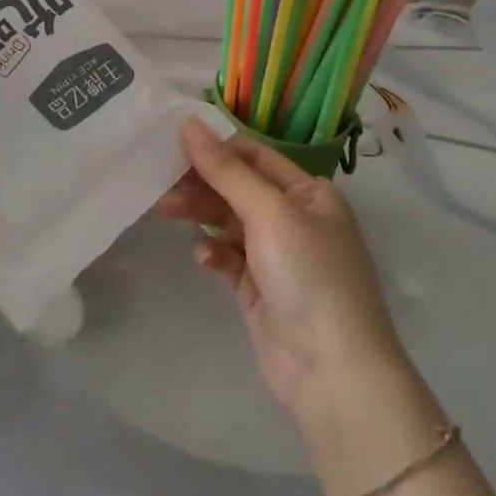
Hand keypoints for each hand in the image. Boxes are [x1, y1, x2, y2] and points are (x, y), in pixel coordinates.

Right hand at [159, 118, 405, 418]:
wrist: (333, 372)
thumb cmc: (309, 275)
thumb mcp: (269, 212)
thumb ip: (226, 169)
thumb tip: (189, 123)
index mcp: (309, 193)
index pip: (254, 156)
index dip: (215, 148)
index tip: (171, 145)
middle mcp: (296, 218)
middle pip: (238, 187)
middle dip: (202, 183)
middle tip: (162, 185)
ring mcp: (278, 256)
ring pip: (229, 221)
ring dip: (202, 214)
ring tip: (167, 211)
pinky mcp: (260, 289)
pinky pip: (229, 257)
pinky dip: (214, 253)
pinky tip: (204, 259)